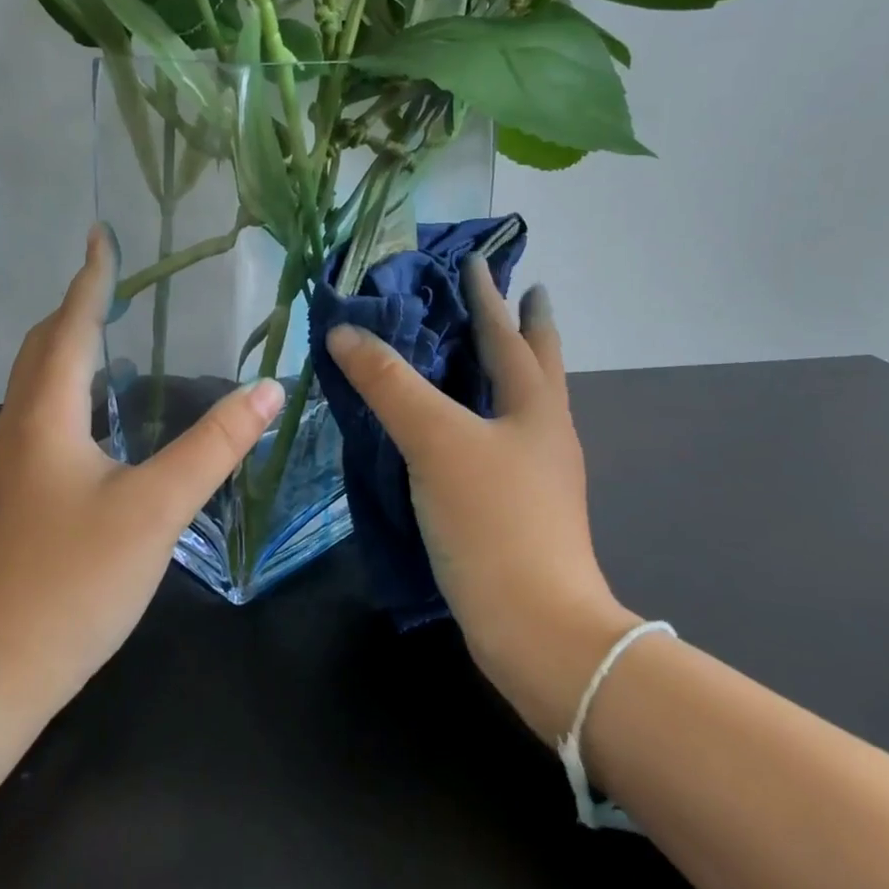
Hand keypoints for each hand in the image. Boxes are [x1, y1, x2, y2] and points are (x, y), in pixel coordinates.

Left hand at [0, 226, 282, 716]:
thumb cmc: (77, 581)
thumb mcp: (158, 507)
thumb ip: (216, 445)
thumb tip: (269, 389)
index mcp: (45, 417)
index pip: (69, 327)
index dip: (90, 280)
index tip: (101, 237)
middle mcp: (18, 428)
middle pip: (42, 348)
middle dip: (76, 307)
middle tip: (116, 281)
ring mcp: (10, 464)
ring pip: (37, 382)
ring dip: (70, 345)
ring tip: (111, 330)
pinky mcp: (15, 494)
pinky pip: (41, 414)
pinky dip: (69, 387)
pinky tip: (101, 411)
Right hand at [326, 262, 633, 741]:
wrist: (537, 629)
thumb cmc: (493, 521)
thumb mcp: (436, 441)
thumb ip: (390, 385)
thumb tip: (343, 334)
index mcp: (535, 404)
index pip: (508, 332)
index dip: (489, 294)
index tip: (479, 259)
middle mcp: (544, 430)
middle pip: (538, 362)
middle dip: (525, 324)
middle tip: (515, 290)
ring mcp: (538, 472)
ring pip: (521, 402)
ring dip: (506, 369)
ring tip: (481, 350)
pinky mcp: (521, 506)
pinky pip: (501, 440)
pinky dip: (483, 415)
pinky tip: (461, 427)